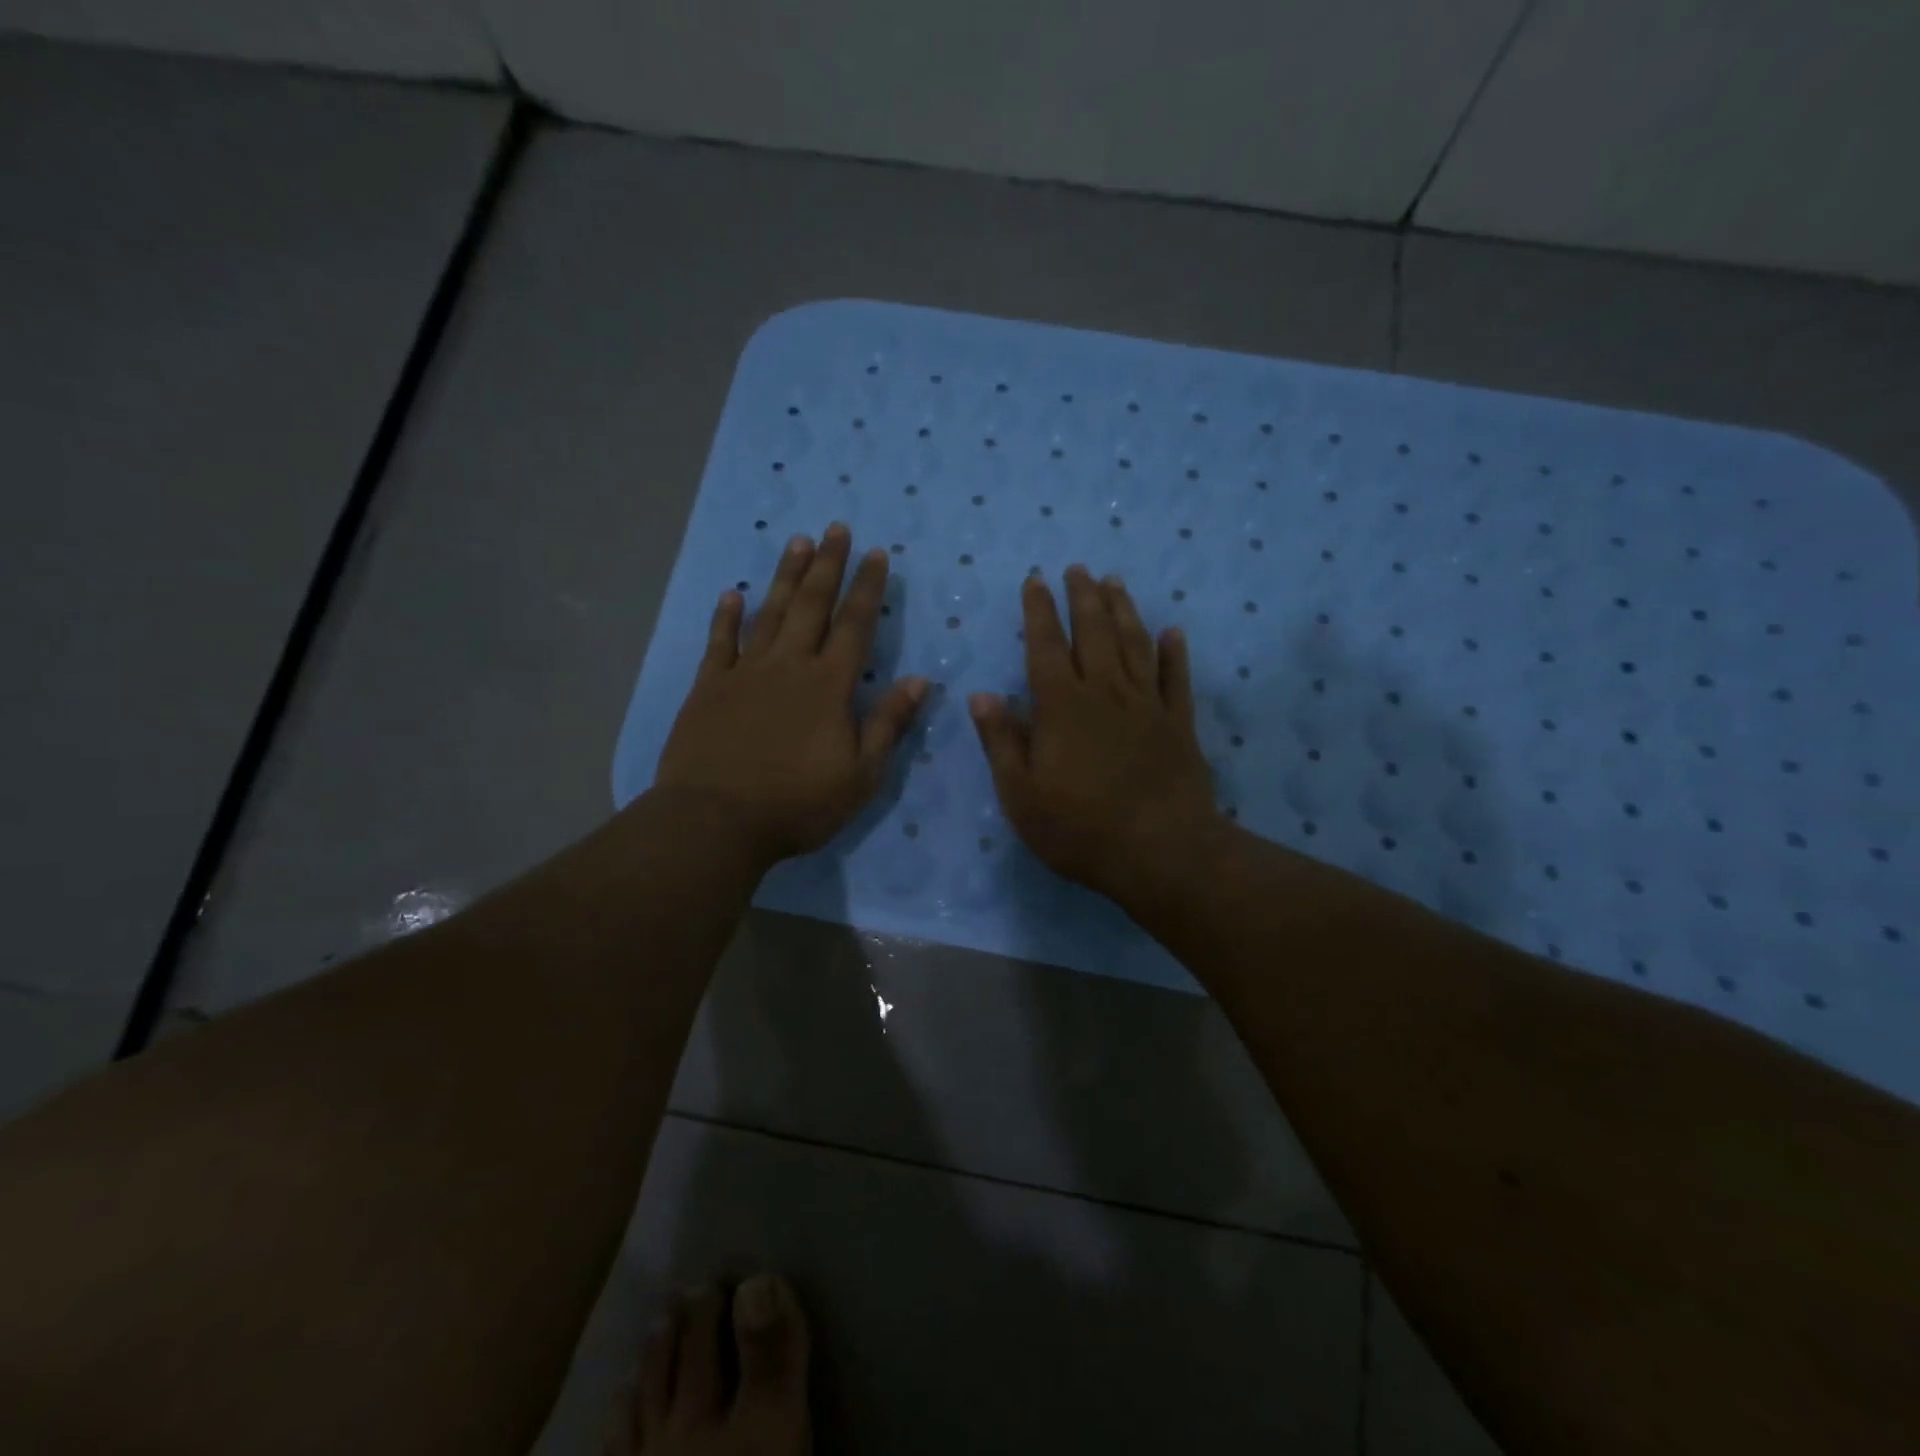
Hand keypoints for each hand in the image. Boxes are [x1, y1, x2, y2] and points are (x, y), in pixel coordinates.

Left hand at [656, 524, 927, 868]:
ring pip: (768, 613)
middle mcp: (788, 666)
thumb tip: (920, 680)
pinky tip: (730, 594)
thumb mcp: (861, 775)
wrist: (716, 821)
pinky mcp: (708, 688)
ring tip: (797, 542)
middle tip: (835, 528)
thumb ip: (888, 724)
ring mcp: (744, 673)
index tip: (877, 554)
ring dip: (784, 576)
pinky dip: (725, 617)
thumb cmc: (797, 804)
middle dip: (827, 565)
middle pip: (811, 605)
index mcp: (829, 686)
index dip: (868, 588)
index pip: (855, 625)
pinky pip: (718, 643)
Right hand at [970, 566, 1220, 907]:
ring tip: (1115, 583)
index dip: (1039, 611)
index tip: (1036, 580)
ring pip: (1134, 645)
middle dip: (1083, 597)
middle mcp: (1105, 694)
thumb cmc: (1080, 829)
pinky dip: (1175, 653)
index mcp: (1062, 707)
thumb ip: (1001, 742)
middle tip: (1079, 568)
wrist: (1161, 853)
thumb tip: (982, 695)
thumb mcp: (1021, 795)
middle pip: (1094, 633)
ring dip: (1124, 611)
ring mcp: (1147, 706)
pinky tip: (1173, 632)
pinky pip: (1177, 679)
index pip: (1045, 647)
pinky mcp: (1179, 725)